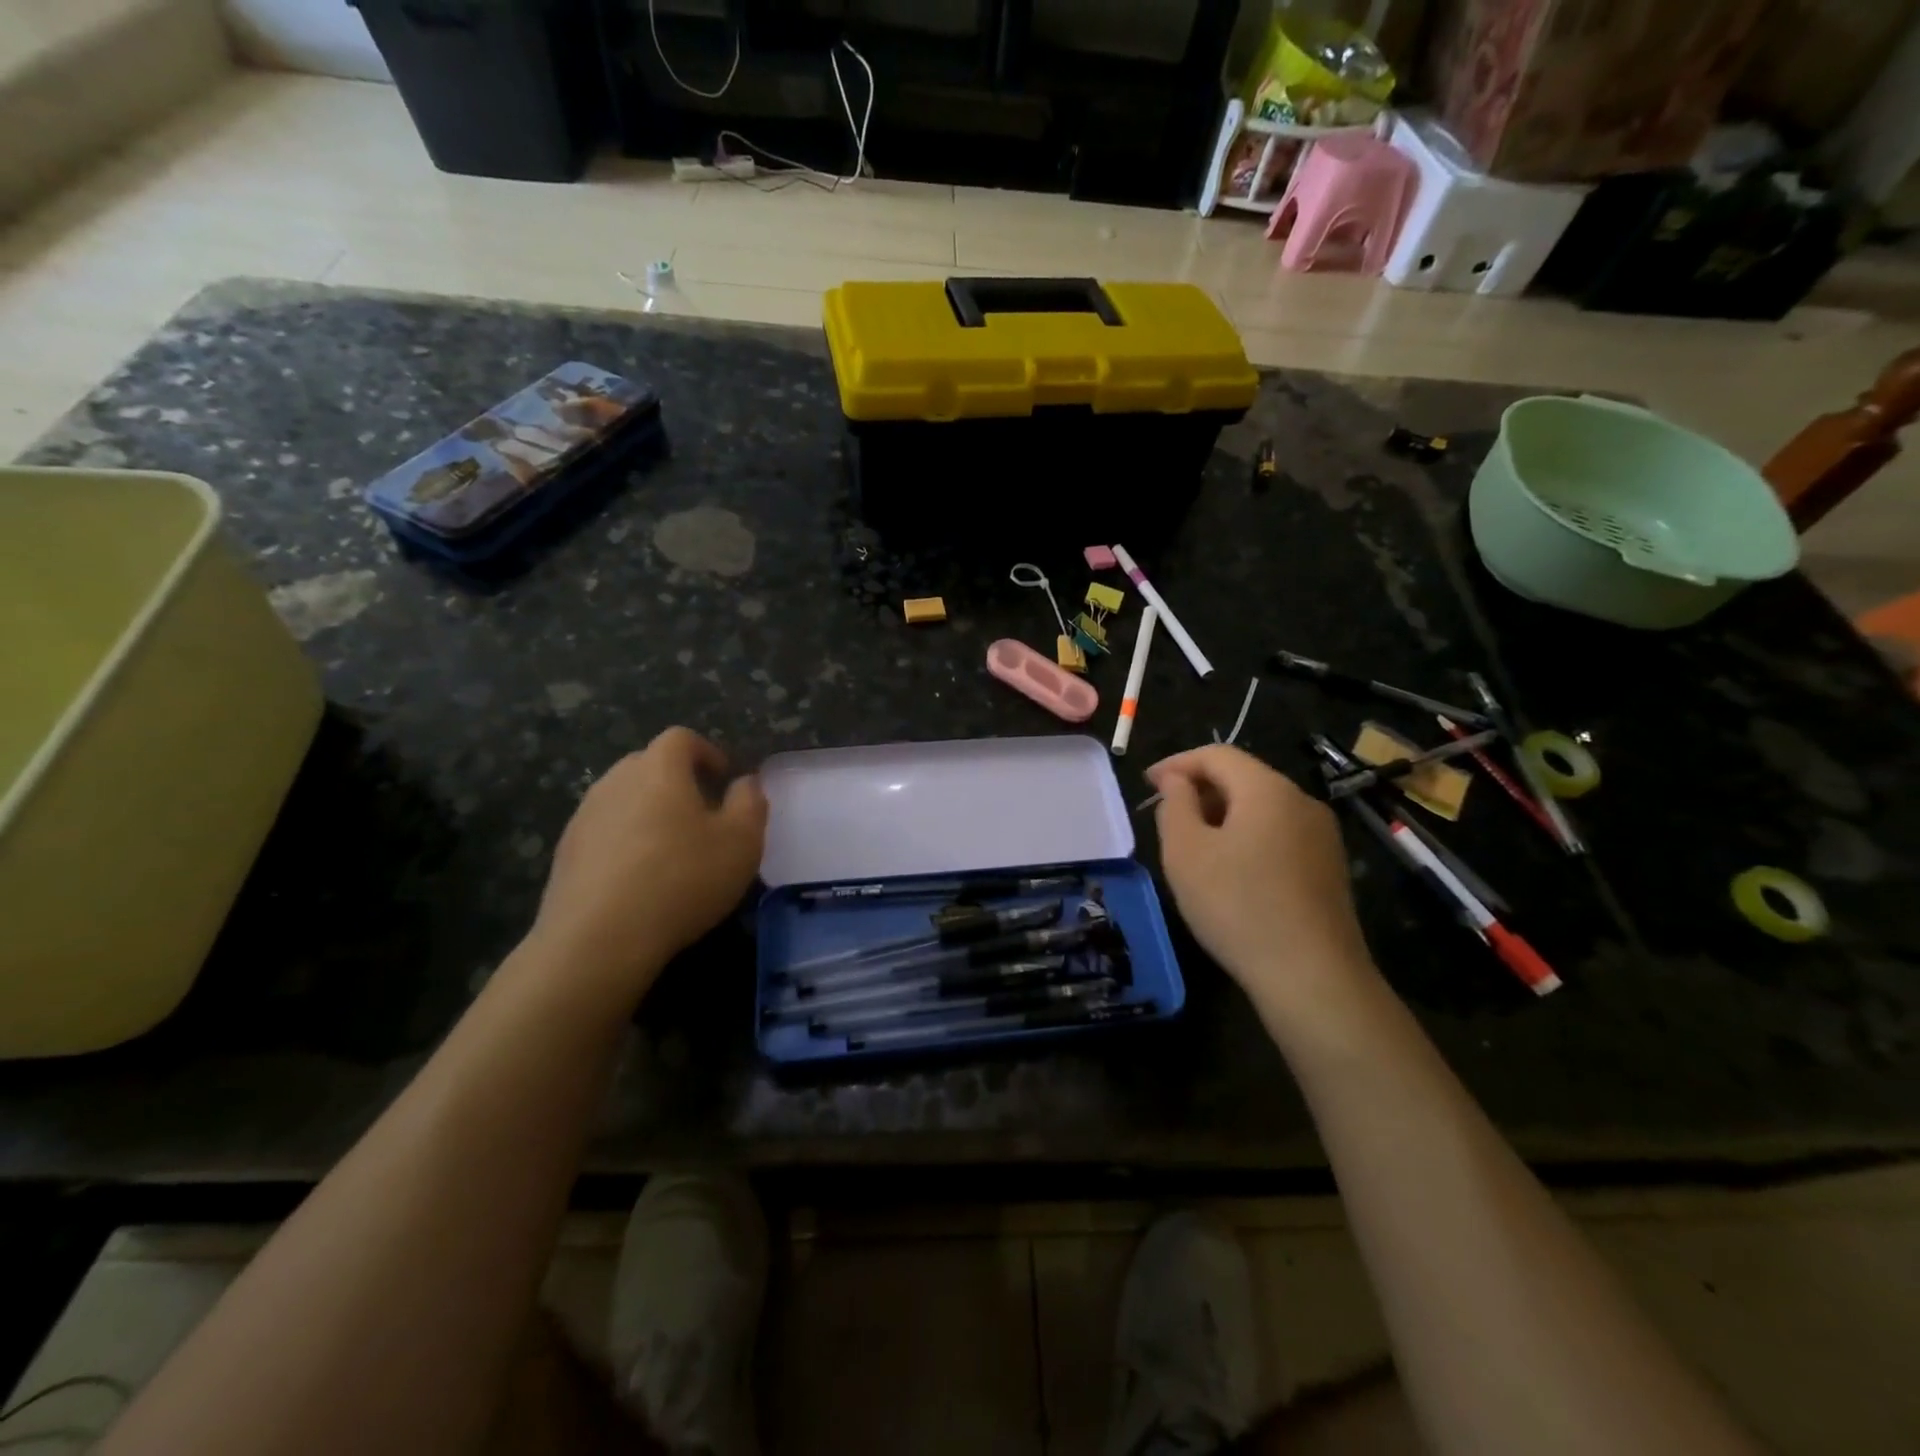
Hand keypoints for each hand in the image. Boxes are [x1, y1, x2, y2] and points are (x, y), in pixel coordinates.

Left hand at [532, 727, 767, 998]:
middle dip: (677, 780)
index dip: (706, 752)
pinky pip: (603, 832)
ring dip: (649, 812)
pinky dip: (624, 842)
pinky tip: (639, 879)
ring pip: (624, 799)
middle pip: (648, 765)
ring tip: (671, 849)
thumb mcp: (741, 842)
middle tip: (703, 813)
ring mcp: (584, 816)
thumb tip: (744, 783)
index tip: (724, 778)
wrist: (598, 939)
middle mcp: (616, 781)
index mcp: (659, 769)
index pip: (681, 738)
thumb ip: (750, 803)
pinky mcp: (565, 853)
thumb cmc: (682, 879)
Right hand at [1147, 745, 1376, 1024]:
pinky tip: (1231, 870)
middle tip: (1166, 815)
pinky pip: (1279, 834)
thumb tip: (1178, 781)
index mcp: (1268, 789)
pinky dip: (1247, 836)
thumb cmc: (1237, 906)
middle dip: (1200, 788)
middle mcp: (1302, 802)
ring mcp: (1322, 836)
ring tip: (1194, 844)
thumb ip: (1175, 804)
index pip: (1217, 754)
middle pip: (1243, 777)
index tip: (1147, 784)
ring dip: (1223, 814)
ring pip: (1262, 807)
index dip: (1177, 763)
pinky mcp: (1329, 868)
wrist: (1312, 977)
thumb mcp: (1185, 852)